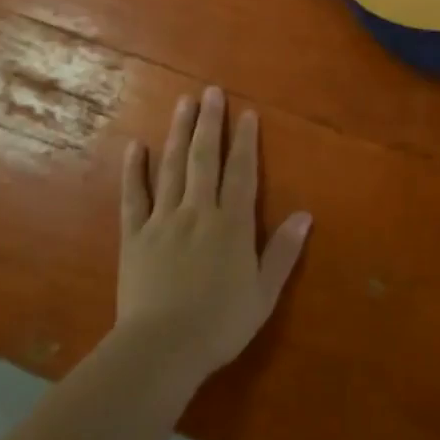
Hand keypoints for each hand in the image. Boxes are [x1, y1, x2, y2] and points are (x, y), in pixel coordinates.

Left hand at [115, 86, 312, 389]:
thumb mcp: (264, 294)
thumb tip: (305, 214)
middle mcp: (198, 211)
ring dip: (178, 133)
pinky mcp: (135, 235)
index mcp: (231, 224)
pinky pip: (134, 196)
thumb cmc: (220, 324)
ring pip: (172, 167)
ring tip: (183, 103)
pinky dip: (134, 170)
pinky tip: (136, 146)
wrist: (162, 348)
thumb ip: (283, 252)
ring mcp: (163, 220)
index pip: (241, 173)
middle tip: (211, 91)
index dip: (245, 141)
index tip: (246, 113)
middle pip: (205, 158)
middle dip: (210, 122)